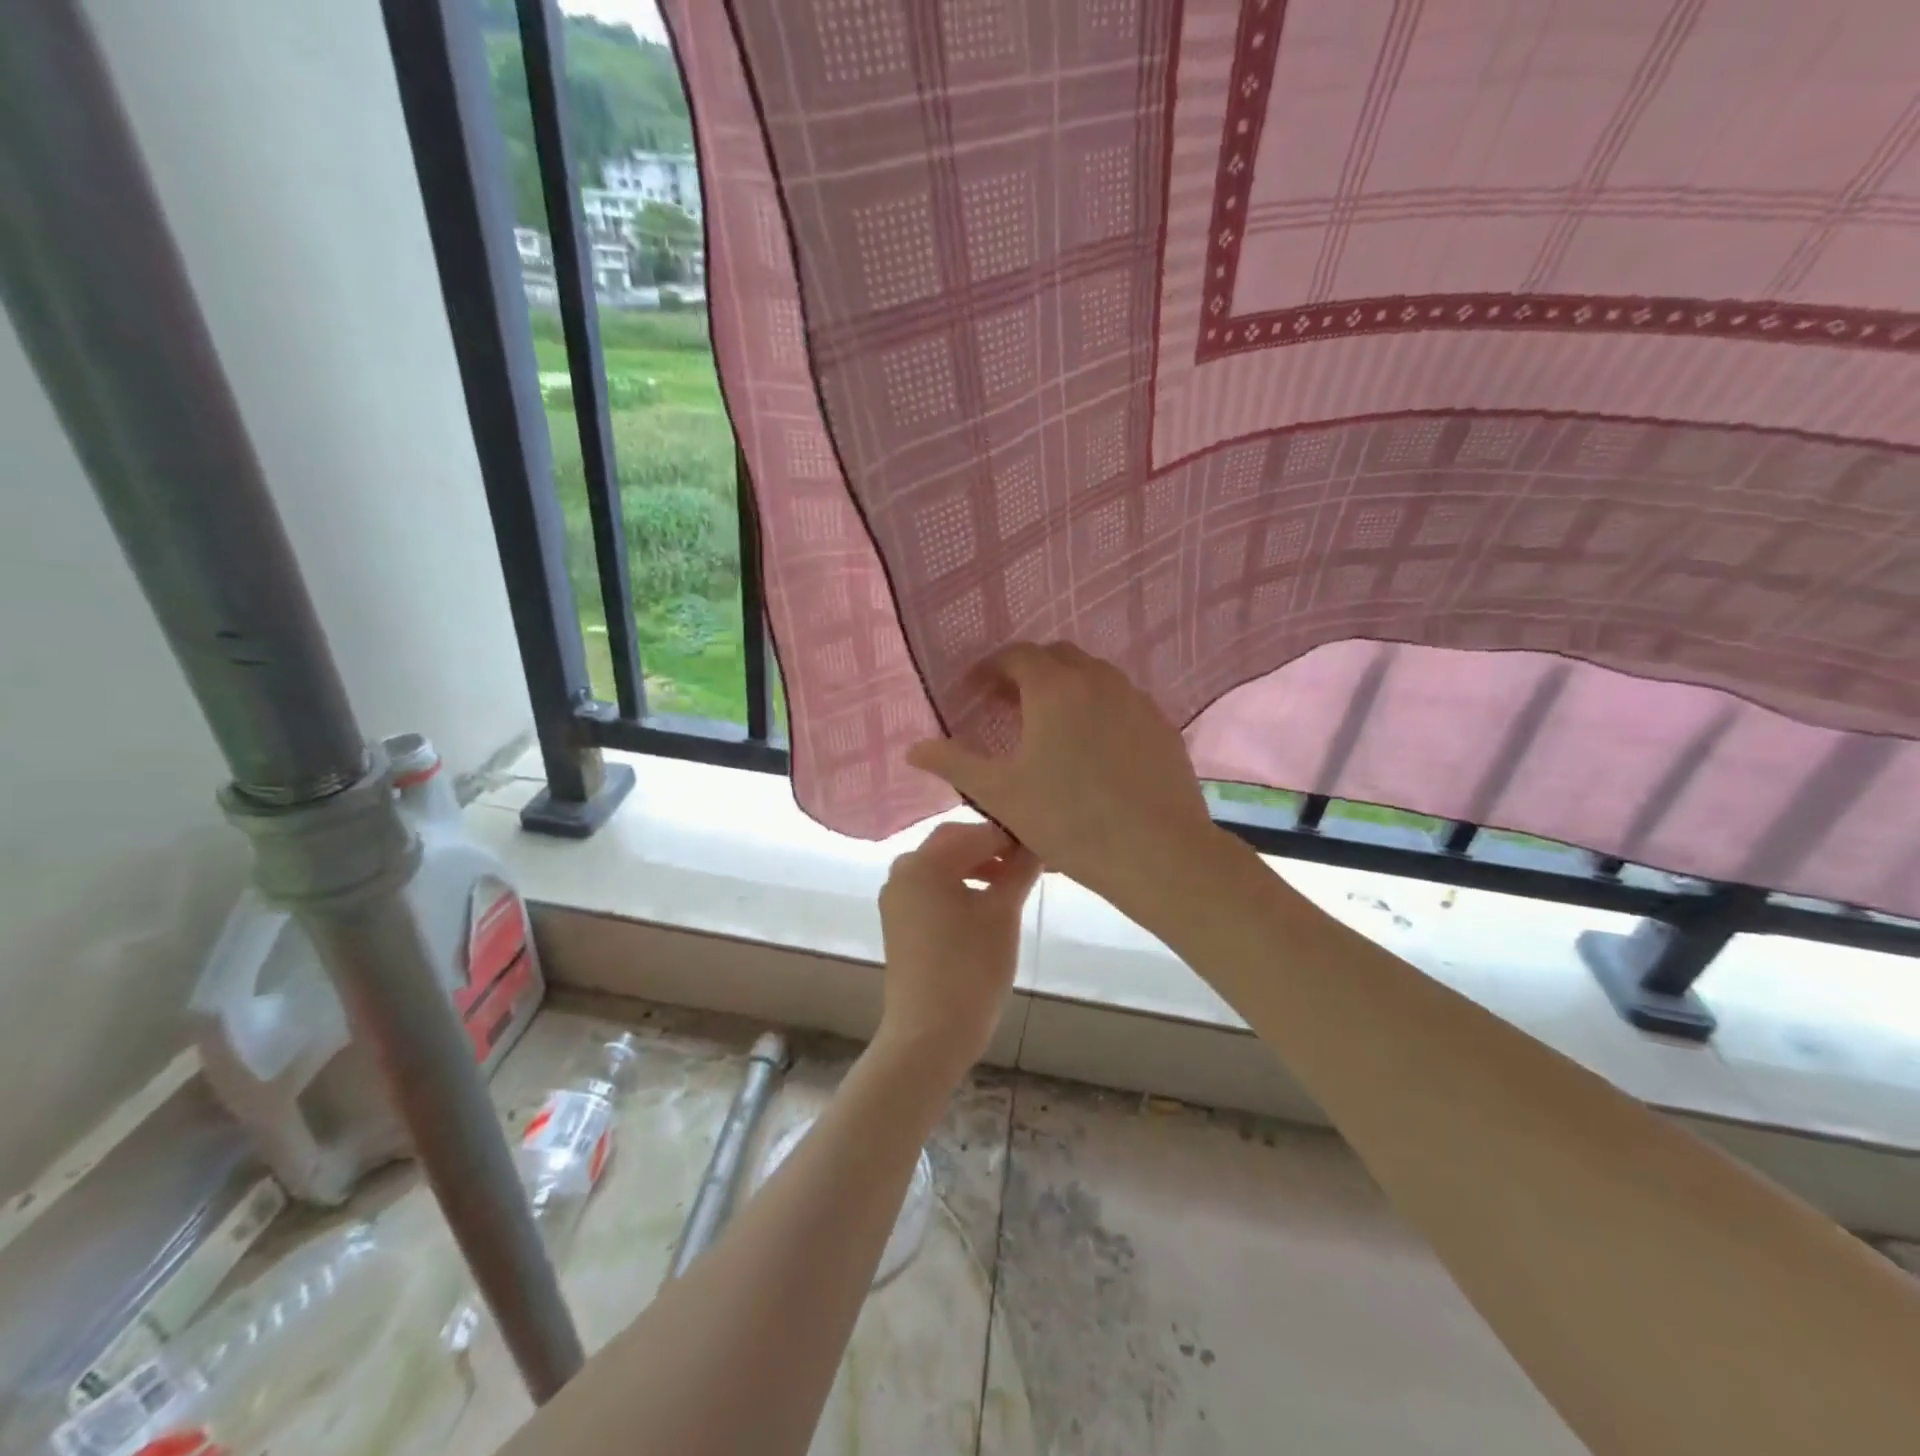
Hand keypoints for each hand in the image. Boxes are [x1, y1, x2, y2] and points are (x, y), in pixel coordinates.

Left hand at [876, 821, 1040, 1076]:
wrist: (930, 1034)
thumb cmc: (971, 967)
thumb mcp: (1003, 913)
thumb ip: (1020, 870)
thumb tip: (1036, 844)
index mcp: (923, 862)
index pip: (975, 833)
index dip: (1010, 837)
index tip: (1042, 844)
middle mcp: (902, 872)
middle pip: (953, 845)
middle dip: (991, 849)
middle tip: (1029, 861)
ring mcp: (897, 899)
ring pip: (942, 868)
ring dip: (977, 868)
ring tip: (1013, 883)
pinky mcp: (899, 923)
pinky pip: (932, 891)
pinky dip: (960, 888)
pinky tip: (987, 905)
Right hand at [906, 643, 1218, 910]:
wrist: (1156, 852)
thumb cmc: (1068, 819)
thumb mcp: (1000, 794)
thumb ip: (953, 764)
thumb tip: (913, 749)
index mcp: (1055, 688)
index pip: (1017, 656)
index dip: (990, 669)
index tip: (974, 692)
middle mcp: (1098, 680)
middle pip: (1057, 657)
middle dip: (1027, 673)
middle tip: (1007, 705)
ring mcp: (1136, 701)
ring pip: (1094, 676)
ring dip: (1065, 688)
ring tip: (1049, 726)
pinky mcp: (1162, 726)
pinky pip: (1122, 701)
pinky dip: (1098, 708)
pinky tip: (1093, 748)